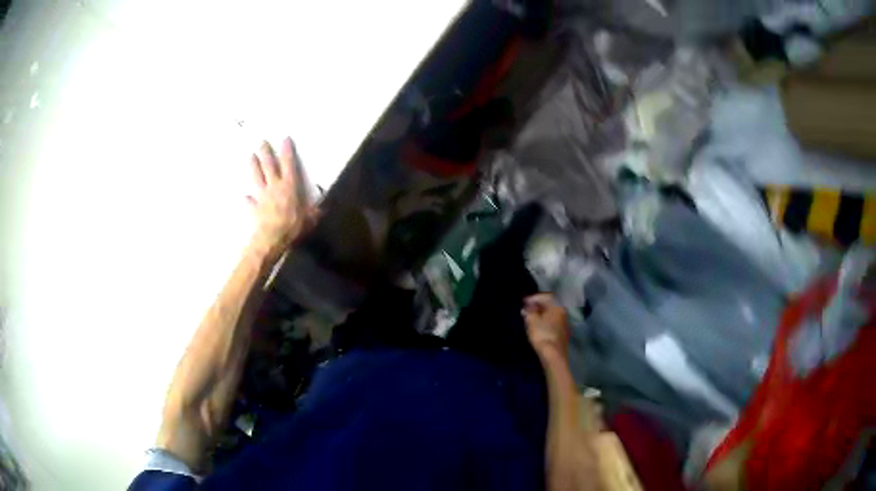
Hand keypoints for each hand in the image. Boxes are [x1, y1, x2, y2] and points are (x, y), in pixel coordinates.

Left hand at [248, 137, 317, 253]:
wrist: (273, 238)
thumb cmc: (293, 226)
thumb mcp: (310, 218)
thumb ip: (314, 211)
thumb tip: (321, 208)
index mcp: (290, 186)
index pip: (289, 164)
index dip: (287, 151)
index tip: (284, 138)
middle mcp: (274, 187)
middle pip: (269, 166)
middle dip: (266, 153)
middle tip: (262, 142)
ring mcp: (262, 196)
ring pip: (256, 177)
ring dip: (253, 166)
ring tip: (250, 156)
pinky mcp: (254, 208)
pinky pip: (250, 202)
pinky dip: (247, 199)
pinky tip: (244, 197)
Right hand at [522, 294, 569, 359]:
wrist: (553, 355)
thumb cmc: (542, 334)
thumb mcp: (532, 320)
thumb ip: (529, 311)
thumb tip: (527, 307)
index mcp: (557, 306)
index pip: (546, 296)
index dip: (533, 297)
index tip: (523, 301)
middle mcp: (563, 312)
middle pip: (549, 304)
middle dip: (537, 305)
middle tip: (526, 308)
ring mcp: (564, 323)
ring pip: (551, 314)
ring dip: (541, 313)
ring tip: (530, 317)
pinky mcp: (562, 333)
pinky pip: (552, 322)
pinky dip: (544, 321)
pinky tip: (537, 325)